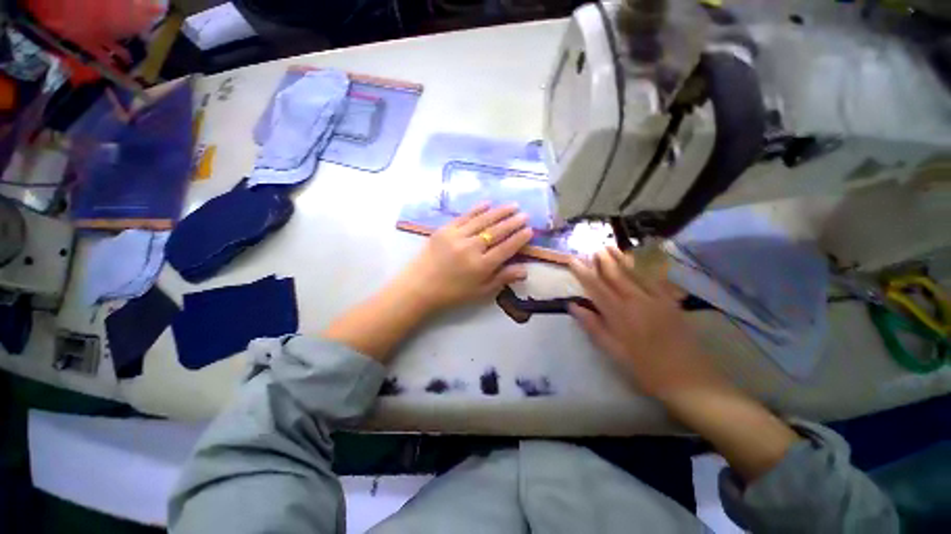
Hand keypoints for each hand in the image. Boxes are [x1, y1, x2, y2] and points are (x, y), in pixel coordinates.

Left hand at [397, 203, 533, 311]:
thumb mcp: (480, 292)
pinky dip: (477, 209)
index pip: (506, 248)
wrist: (419, 286)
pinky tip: (488, 203)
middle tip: (525, 215)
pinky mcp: (445, 229)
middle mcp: (472, 248)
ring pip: (483, 220)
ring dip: (499, 212)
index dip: (520, 239)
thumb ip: (502, 279)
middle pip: (497, 232)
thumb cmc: (452, 293)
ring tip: (513, 206)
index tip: (530, 230)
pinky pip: (464, 216)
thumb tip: (524, 270)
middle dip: (513, 222)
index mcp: (482, 266)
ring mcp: (457, 236)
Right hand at [568, 247, 725, 398]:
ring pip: (634, 273)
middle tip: (594, 248)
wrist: (689, 380)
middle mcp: (636, 301)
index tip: (573, 260)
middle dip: (603, 261)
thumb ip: (593, 326)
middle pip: (615, 275)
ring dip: (621, 259)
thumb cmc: (645, 369)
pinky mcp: (671, 303)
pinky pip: (655, 280)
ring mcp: (656, 300)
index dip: (583, 273)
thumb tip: (573, 306)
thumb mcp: (614, 352)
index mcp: (619, 314)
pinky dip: (645, 268)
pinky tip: (640, 262)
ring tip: (611, 247)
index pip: (595, 287)